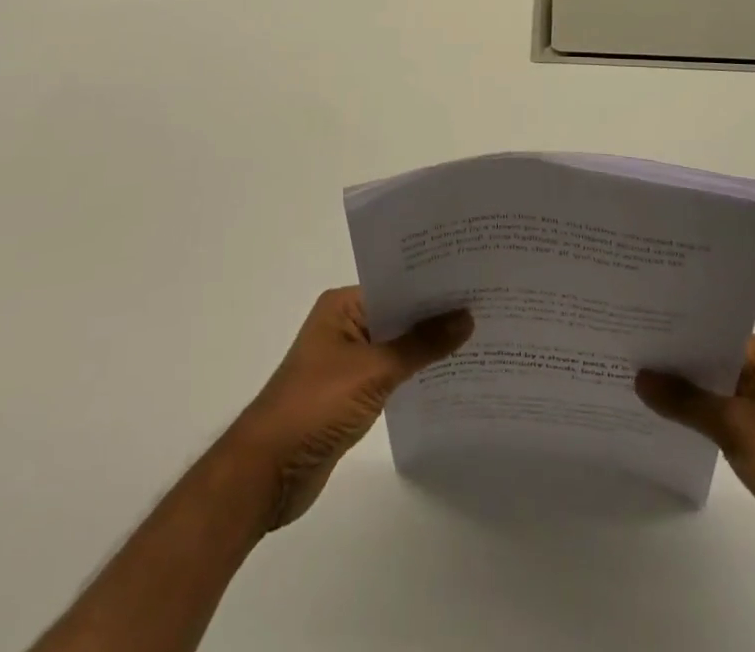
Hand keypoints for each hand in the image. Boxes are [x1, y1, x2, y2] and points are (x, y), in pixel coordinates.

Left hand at [223, 287, 472, 531]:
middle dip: (436, 316)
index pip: (397, 284)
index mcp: (343, 305)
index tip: (475, 281)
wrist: (267, 473)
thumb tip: (466, 317)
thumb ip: (421, 345)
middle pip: (399, 314)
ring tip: (479, 339)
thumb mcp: (374, 370)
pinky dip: (415, 375)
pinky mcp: (351, 394)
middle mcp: (345, 325)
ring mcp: (347, 361)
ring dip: (428, 348)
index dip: (433, 284)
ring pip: (397, 345)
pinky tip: (450, 377)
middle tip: (487, 307)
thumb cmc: (316, 406)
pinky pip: (392, 374)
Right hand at [636, 336, 754, 588]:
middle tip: (625, 354)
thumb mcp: (734, 426)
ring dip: (685, 394)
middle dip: (674, 364)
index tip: (632, 331)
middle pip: (710, 359)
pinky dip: (700, 418)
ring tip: (636, 385)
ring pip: (715, 389)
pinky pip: (724, 416)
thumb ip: (685, 401)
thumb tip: (640, 377)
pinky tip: (667, 420)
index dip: (673, 334)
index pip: (709, 332)